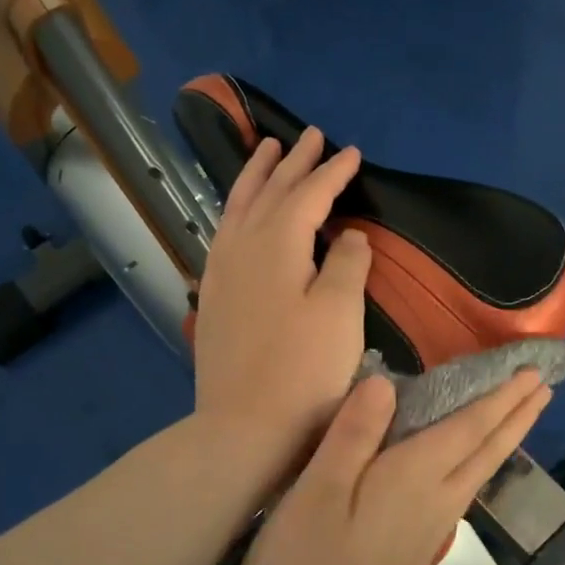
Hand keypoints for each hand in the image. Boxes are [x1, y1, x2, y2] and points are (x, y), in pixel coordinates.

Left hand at [193, 128, 370, 478]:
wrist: (244, 428)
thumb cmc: (304, 371)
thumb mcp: (340, 313)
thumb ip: (347, 264)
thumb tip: (349, 234)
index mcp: (276, 244)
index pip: (308, 195)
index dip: (332, 173)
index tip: (352, 152)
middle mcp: (242, 247)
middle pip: (269, 192)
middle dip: (292, 162)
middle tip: (309, 136)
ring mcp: (221, 272)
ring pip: (238, 207)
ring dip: (256, 176)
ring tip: (265, 150)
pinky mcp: (213, 296)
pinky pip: (224, 232)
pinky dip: (236, 209)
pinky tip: (239, 213)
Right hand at [231, 371, 552, 564]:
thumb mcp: (315, 498)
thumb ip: (350, 437)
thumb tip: (384, 382)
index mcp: (412, 477)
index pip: (467, 426)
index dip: (498, 396)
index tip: (532, 372)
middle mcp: (432, 501)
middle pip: (485, 449)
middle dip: (515, 414)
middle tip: (543, 385)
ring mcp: (426, 533)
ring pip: (477, 472)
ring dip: (502, 438)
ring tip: (520, 415)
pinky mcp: (413, 557)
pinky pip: (459, 491)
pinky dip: (475, 465)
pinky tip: (467, 470)